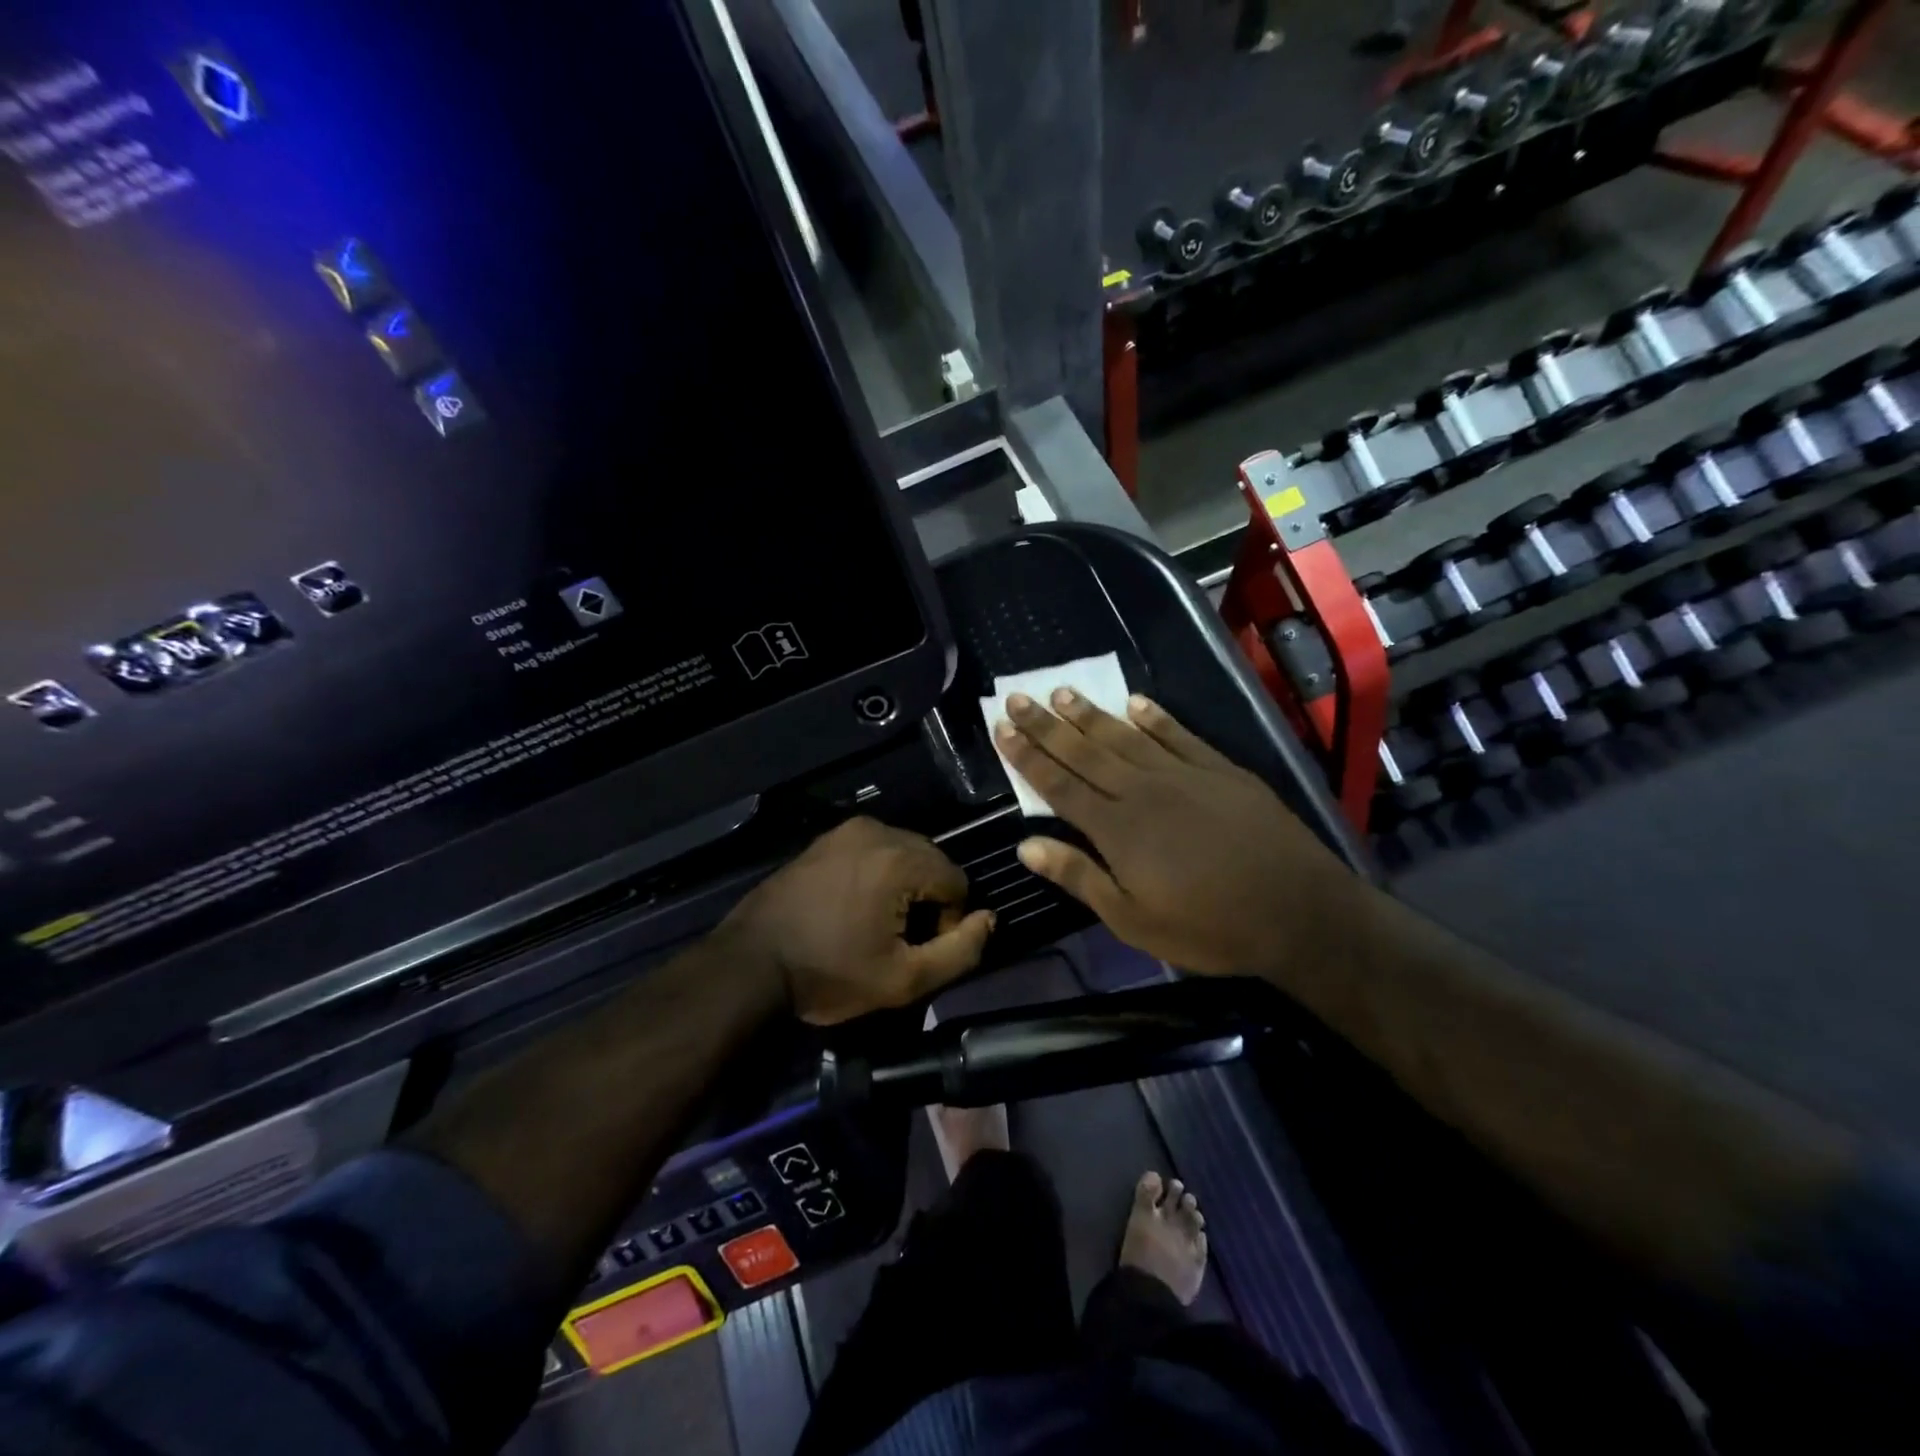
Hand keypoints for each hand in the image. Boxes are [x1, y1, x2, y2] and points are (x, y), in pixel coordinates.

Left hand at [722, 818, 995, 1024]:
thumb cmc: (828, 974)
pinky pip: (874, 850)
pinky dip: (878, 874)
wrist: (750, 963)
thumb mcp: (903, 980)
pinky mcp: (826, 838)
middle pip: (933, 862)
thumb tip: (988, 920)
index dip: (948, 922)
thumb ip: (960, 952)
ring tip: (876, 924)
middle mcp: (878, 830)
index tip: (916, 950)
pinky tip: (855, 906)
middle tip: (898, 940)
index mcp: (899, 858)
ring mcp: (847, 830)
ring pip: (905, 854)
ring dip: (905, 886)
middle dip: (928, 900)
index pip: (957, 882)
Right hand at [994, 691, 1359, 977]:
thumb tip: (1026, 845)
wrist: (1298, 911)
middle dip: (1047, 725)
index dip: (1028, 757)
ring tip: (1062, 692)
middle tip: (1018, 697)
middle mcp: (1143, 791)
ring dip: (1091, 714)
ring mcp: (1184, 775)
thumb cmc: (1209, 927)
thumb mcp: (1134, 920)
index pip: (1060, 785)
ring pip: (1126, 737)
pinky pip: (1179, 735)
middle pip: (1085, 752)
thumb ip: (1080, 877)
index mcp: (1117, 829)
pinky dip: (1155, 717)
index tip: (1002, 729)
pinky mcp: (1220, 770)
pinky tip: (1135, 702)